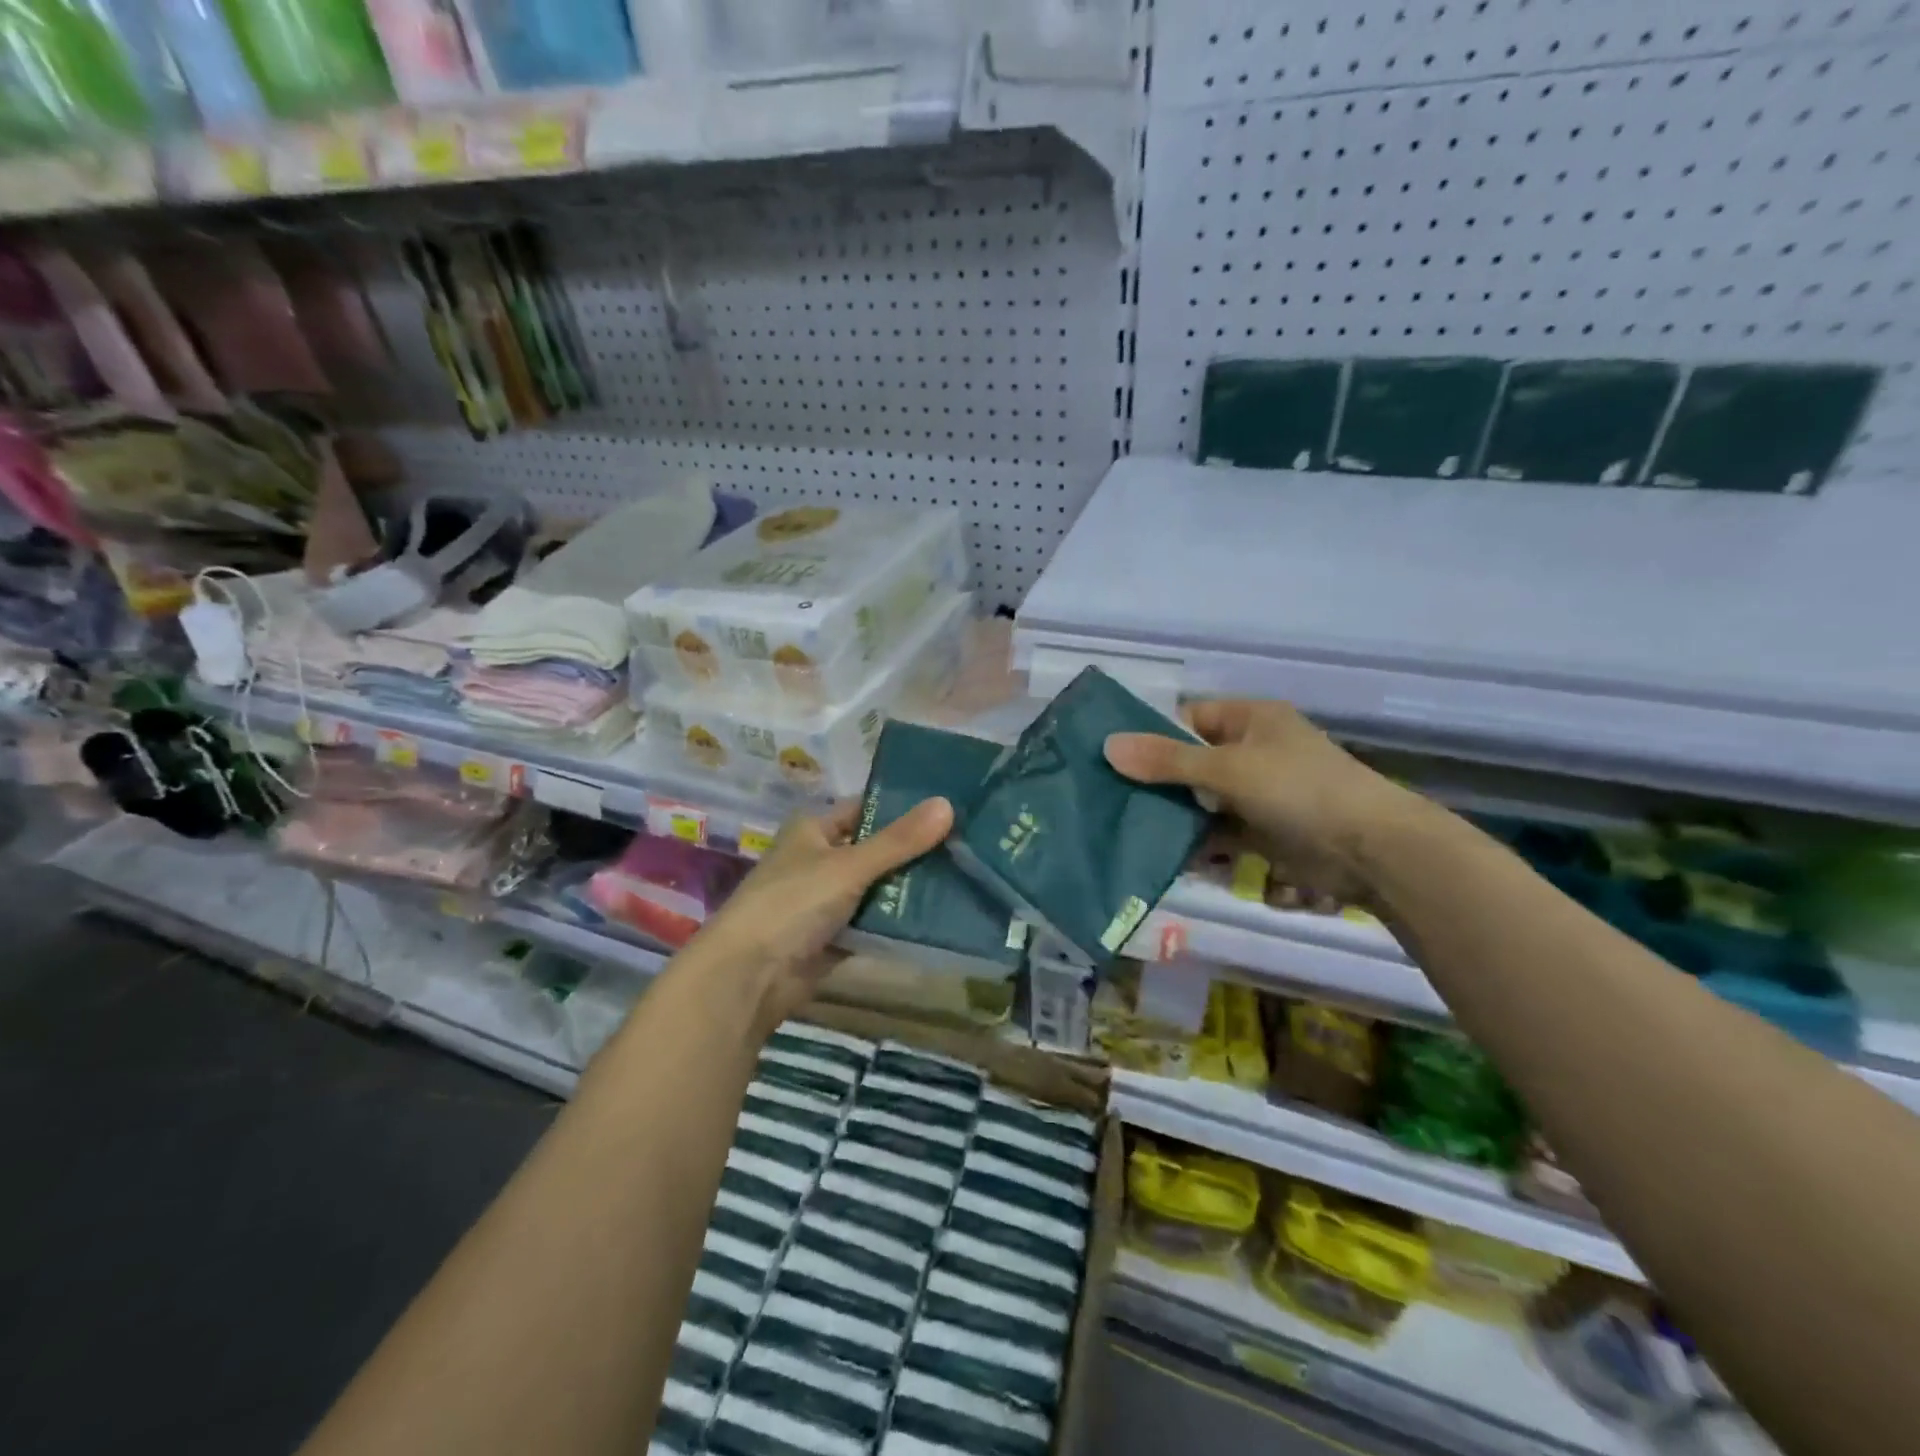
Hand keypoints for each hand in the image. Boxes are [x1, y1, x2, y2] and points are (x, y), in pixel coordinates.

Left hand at [689, 796, 953, 1037]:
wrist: (750, 976)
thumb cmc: (793, 903)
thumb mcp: (849, 865)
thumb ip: (899, 840)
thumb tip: (948, 804)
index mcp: (814, 829)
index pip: (866, 808)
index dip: (904, 808)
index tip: (951, 807)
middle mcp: (820, 859)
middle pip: (876, 849)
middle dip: (915, 851)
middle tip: (969, 844)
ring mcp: (827, 899)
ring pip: (878, 886)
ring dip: (910, 887)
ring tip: (966, 876)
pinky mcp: (835, 936)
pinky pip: (873, 921)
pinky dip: (898, 920)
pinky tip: (940, 915)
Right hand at [1104, 700, 1413, 906]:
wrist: (1370, 850)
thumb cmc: (1298, 790)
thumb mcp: (1228, 769)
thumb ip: (1168, 760)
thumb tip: (1108, 746)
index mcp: (1249, 720)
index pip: (1188, 719)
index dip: (1152, 735)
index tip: (1113, 759)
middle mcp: (1252, 752)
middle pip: (1190, 762)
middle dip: (1155, 781)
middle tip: (1108, 797)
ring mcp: (1258, 794)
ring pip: (1200, 800)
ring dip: (1172, 815)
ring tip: (1125, 828)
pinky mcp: (1262, 832)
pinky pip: (1217, 832)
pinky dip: (1194, 843)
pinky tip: (1161, 855)